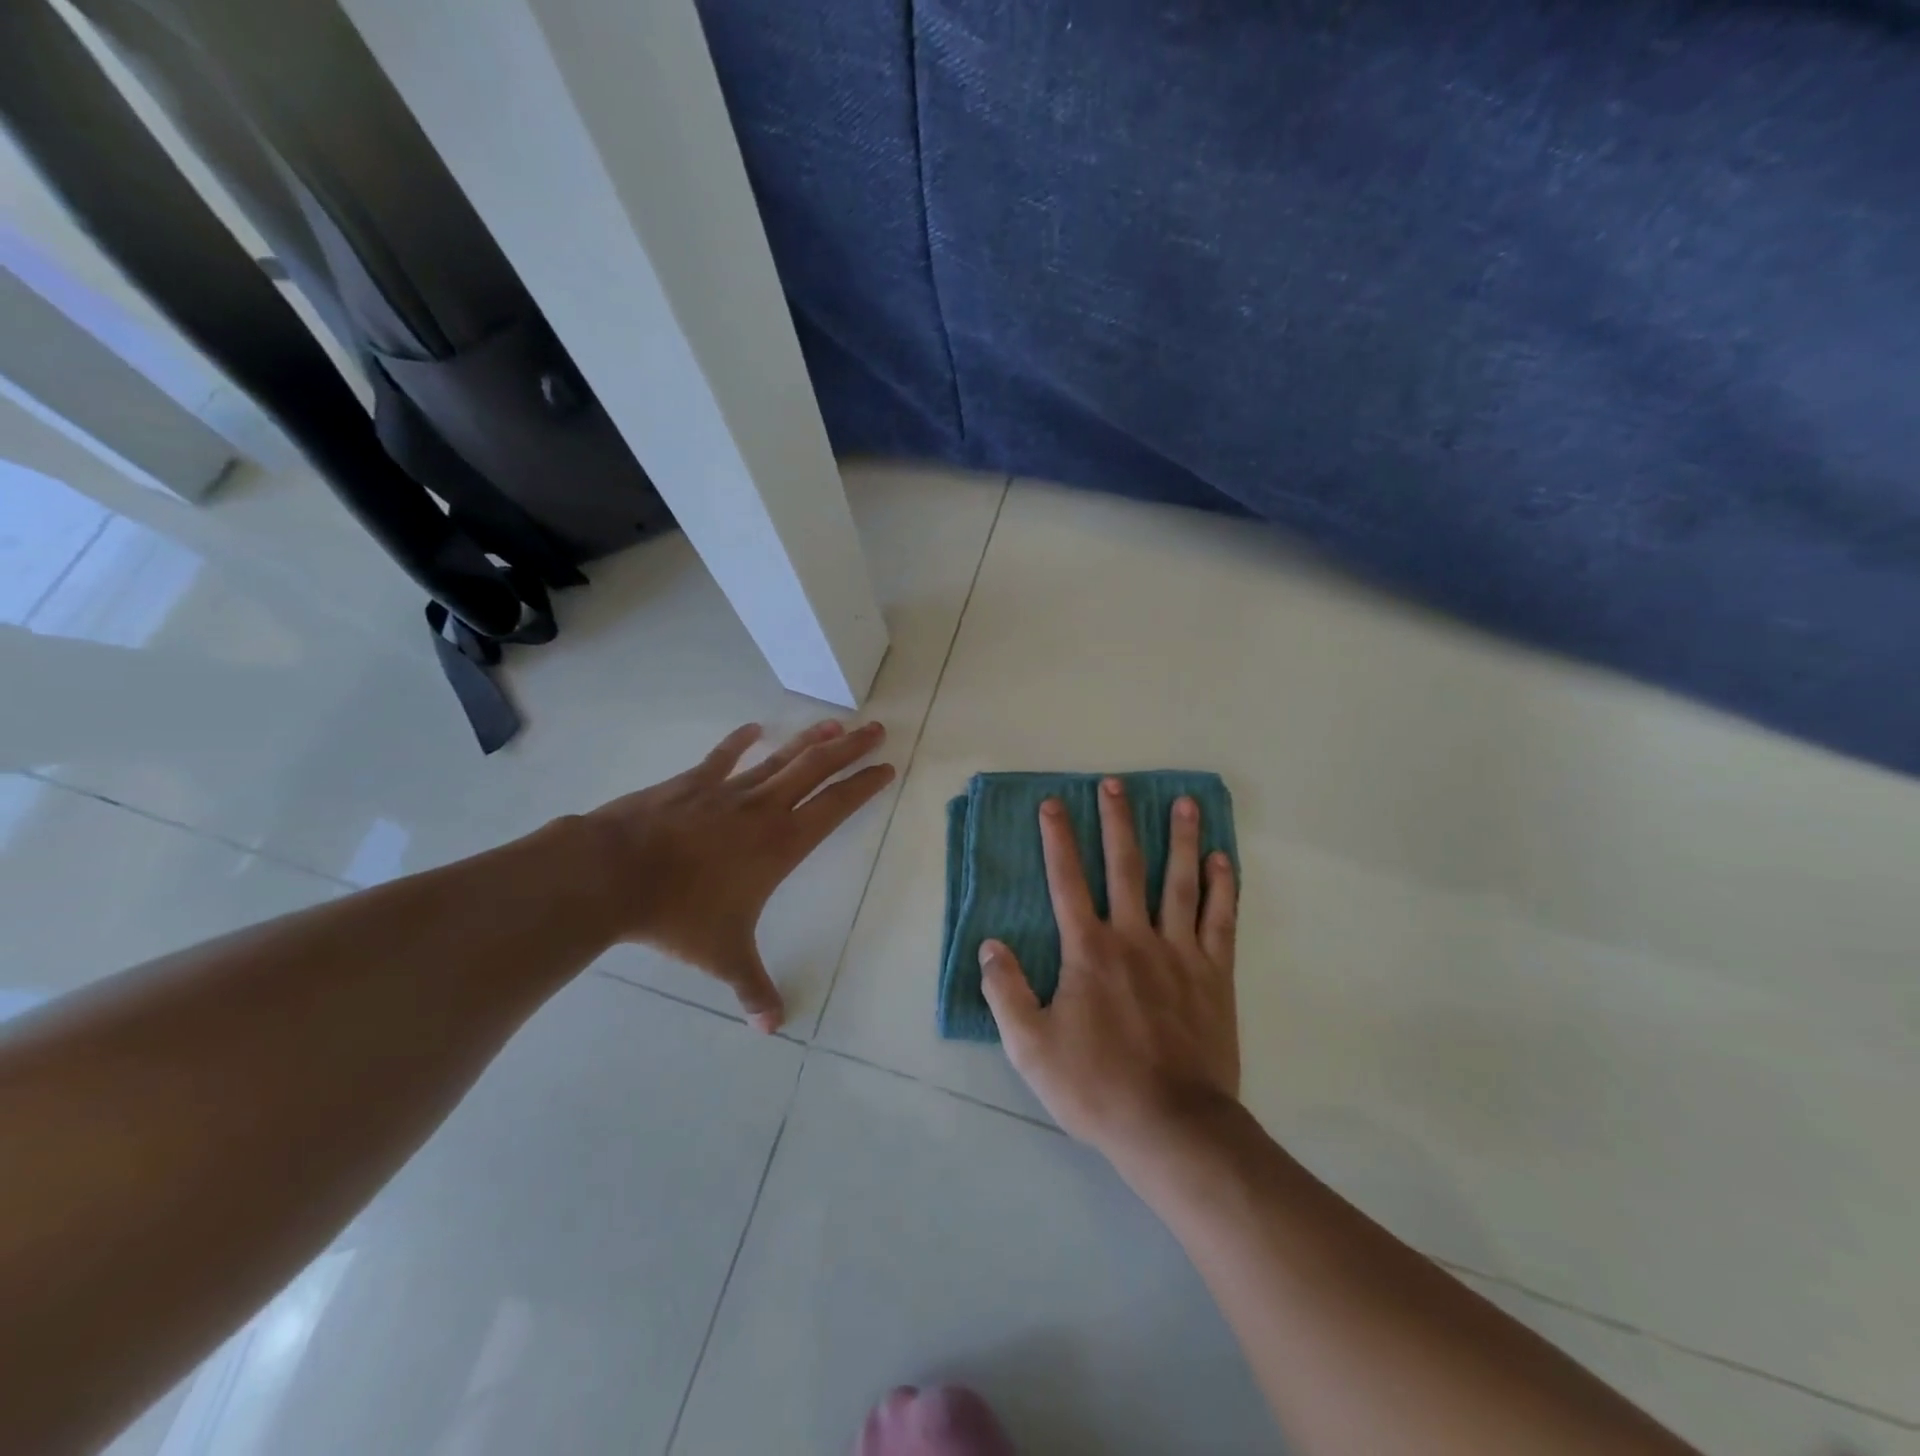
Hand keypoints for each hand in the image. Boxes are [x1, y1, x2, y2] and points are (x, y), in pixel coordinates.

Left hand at [579, 720, 893, 1030]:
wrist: (614, 874)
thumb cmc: (679, 914)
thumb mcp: (722, 956)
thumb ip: (752, 989)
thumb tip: (772, 1030)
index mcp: (782, 844)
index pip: (836, 806)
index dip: (864, 785)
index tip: (886, 767)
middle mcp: (763, 809)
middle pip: (817, 769)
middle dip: (849, 749)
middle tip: (875, 729)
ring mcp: (727, 791)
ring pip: (780, 757)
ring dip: (810, 739)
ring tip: (835, 723)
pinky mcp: (692, 783)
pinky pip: (723, 757)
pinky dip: (740, 741)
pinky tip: (754, 728)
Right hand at [979, 778, 1239, 1163]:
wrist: (1172, 1127)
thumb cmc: (1096, 1086)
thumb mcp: (1030, 1047)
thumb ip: (1006, 991)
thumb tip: (990, 946)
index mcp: (1088, 951)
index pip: (1067, 881)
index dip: (1057, 839)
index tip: (1053, 803)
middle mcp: (1134, 938)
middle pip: (1125, 867)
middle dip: (1117, 822)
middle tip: (1115, 784)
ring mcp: (1180, 953)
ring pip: (1180, 883)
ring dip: (1180, 839)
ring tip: (1183, 802)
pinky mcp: (1214, 975)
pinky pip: (1221, 921)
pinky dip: (1222, 887)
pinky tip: (1222, 859)